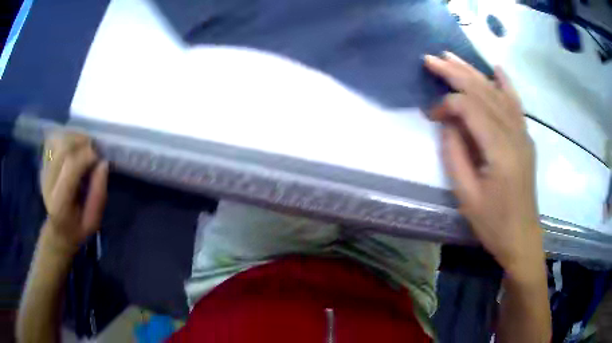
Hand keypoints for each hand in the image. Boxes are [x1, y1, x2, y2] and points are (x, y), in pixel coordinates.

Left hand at [40, 132, 108, 254]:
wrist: (58, 230)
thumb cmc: (77, 227)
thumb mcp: (93, 221)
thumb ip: (98, 195)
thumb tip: (103, 163)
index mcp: (60, 203)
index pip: (70, 166)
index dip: (88, 156)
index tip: (99, 159)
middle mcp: (48, 184)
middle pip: (63, 148)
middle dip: (82, 143)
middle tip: (94, 150)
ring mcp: (43, 172)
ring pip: (58, 140)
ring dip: (74, 137)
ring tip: (84, 146)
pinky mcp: (43, 164)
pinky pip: (53, 140)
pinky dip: (65, 136)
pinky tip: (74, 145)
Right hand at [424, 52, 542, 278]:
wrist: (522, 237)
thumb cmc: (493, 223)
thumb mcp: (466, 196)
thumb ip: (455, 155)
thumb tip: (447, 123)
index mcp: (499, 150)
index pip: (470, 109)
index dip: (446, 105)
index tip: (430, 115)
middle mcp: (514, 134)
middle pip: (483, 92)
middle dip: (455, 73)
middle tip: (431, 59)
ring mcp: (523, 134)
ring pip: (497, 93)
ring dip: (474, 72)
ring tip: (452, 57)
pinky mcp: (525, 138)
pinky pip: (515, 104)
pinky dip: (506, 84)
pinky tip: (497, 69)